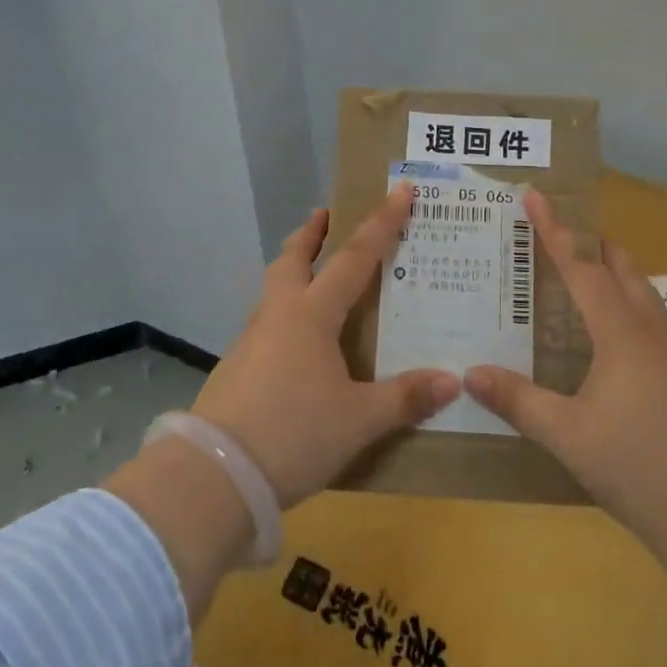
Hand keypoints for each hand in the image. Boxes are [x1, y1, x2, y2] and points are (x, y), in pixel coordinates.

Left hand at [190, 185, 461, 508]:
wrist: (214, 475)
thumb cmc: (293, 434)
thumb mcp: (358, 420)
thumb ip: (404, 398)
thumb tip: (452, 380)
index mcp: (311, 315)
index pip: (353, 258)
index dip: (381, 224)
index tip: (399, 191)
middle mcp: (278, 316)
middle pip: (292, 259)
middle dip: (311, 234)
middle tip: (325, 215)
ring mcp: (250, 341)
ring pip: (273, 290)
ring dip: (292, 271)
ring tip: (312, 277)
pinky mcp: (235, 369)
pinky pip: (265, 325)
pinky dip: (283, 314)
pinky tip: (295, 344)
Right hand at [464, 189, 666, 546]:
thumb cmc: (640, 466)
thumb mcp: (568, 436)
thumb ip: (519, 401)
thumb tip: (471, 374)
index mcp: (621, 331)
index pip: (581, 266)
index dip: (554, 230)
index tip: (535, 195)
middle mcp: (651, 330)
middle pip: (621, 268)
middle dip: (591, 244)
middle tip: (555, 235)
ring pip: (642, 294)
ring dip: (612, 275)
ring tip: (579, 280)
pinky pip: (651, 322)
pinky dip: (626, 308)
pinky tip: (611, 339)